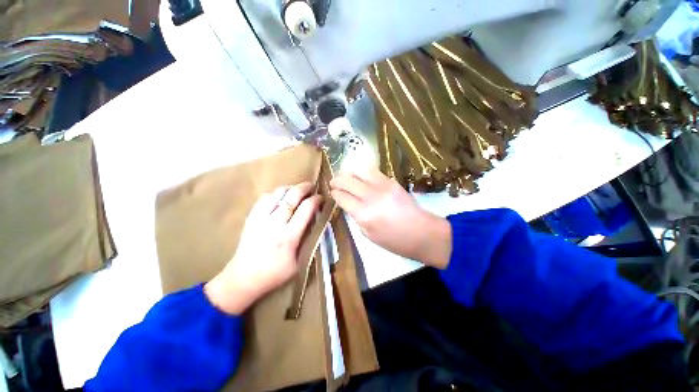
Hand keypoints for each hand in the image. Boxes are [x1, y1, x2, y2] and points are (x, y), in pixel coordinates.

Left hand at [205, 183, 321, 314]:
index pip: (306, 209)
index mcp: (289, 236)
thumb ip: (308, 241)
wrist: (243, 278)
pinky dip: (275, 194)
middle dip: (304, 188)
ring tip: (297, 190)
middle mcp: (275, 223)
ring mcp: (261, 218)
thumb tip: (316, 222)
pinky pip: (264, 198)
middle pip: (292, 196)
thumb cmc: (275, 273)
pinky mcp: (251, 218)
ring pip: (278, 193)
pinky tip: (280, 198)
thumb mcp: (298, 263)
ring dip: (290, 188)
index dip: (316, 200)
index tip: (321, 198)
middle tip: (311, 187)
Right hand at [330, 167, 451, 268]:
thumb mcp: (368, 234)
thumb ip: (356, 217)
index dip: (335, 194)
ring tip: (346, 176)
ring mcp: (382, 186)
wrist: (422, 233)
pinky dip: (363, 172)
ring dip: (349, 172)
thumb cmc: (394, 241)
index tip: (332, 193)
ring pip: (359, 171)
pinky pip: (373, 171)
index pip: (342, 197)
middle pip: (347, 181)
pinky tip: (360, 176)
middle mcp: (371, 197)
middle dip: (337, 180)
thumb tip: (349, 204)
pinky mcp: (392, 181)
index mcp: (363, 214)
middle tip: (333, 182)